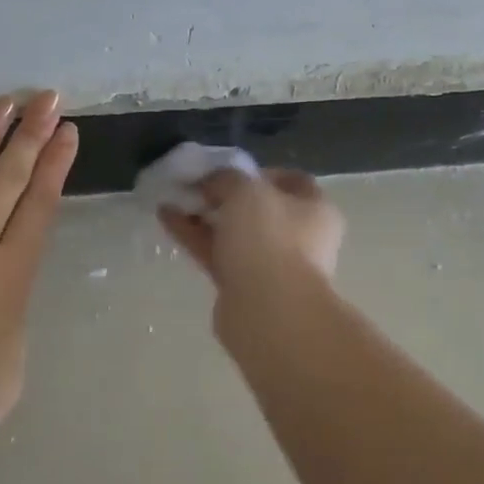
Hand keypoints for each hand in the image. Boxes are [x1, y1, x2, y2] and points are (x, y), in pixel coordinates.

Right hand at [158, 167, 343, 313]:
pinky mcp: (245, 287)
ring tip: (171, 198)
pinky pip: (219, 254)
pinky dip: (195, 236)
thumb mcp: (246, 191)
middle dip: (224, 196)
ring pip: (235, 233)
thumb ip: (226, 178)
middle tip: (194, 186)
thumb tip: (212, 183)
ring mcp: (273, 265)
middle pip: (259, 208)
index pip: (292, 180)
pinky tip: (167, 218)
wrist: (269, 313)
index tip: (229, 170)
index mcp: (316, 209)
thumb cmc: (269, 239)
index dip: (259, 171)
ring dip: (204, 215)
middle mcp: (300, 236)